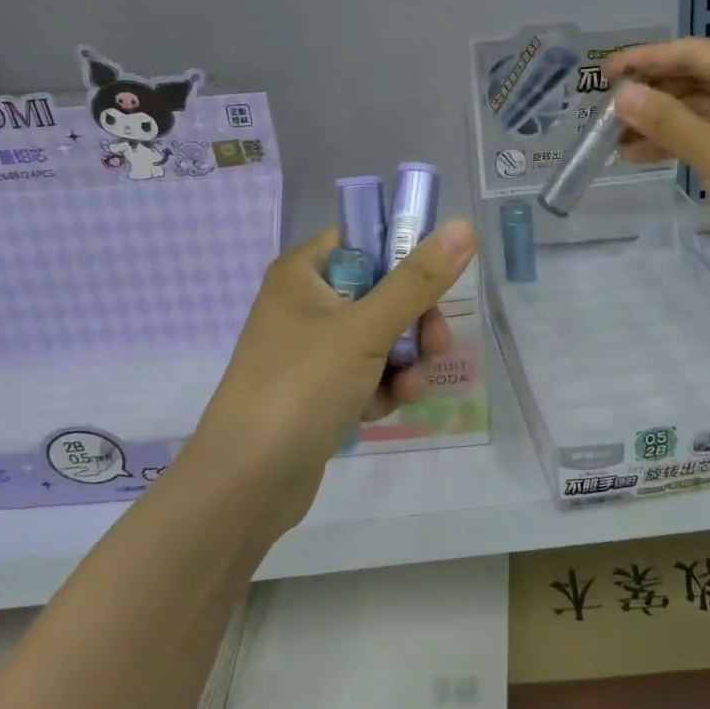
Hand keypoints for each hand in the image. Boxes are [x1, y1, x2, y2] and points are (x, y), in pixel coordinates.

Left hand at [177, 221, 477, 534]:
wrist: (246, 483)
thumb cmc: (301, 388)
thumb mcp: (365, 329)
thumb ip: (417, 280)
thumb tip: (463, 225)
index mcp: (302, 273)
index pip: (363, 239)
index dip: (404, 253)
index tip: (437, 280)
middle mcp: (305, 304)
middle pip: (381, 292)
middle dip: (414, 321)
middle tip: (436, 346)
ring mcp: (311, 350)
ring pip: (380, 337)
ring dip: (404, 362)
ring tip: (407, 390)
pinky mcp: (319, 389)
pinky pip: (367, 373)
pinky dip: (382, 388)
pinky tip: (382, 411)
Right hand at [604, 39, 709, 281]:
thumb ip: (666, 121)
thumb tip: (622, 95)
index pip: (690, 53)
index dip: (645, 60)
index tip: (603, 73)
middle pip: (693, 80)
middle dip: (649, 96)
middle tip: (603, 113)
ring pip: (697, 111)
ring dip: (658, 124)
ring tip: (613, 142)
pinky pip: (708, 136)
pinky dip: (678, 143)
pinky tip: (643, 156)